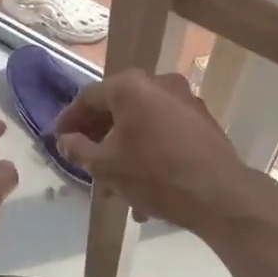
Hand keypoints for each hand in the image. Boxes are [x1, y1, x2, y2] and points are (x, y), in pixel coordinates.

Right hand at [55, 69, 277, 235]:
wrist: (219, 194)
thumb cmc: (155, 175)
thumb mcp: (106, 166)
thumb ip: (79, 150)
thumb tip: (66, 141)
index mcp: (130, 86)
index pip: (89, 97)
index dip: (70, 119)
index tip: (59, 139)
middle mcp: (159, 82)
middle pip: (118, 105)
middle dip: (99, 133)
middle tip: (84, 157)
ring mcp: (185, 99)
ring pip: (142, 120)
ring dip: (124, 145)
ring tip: (114, 179)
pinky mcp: (202, 119)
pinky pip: (164, 129)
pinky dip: (149, 148)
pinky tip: (143, 180)